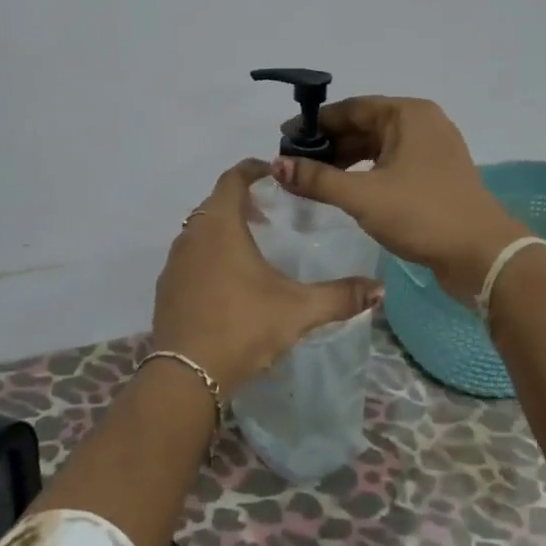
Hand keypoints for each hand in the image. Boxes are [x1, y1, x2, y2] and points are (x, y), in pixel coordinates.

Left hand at [152, 159, 382, 396]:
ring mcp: (174, 262)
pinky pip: (190, 256)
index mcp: (220, 225)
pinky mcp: (166, 288)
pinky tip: (229, 282)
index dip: (253, 169)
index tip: (274, 172)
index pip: (232, 178)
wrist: (186, 375)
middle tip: (270, 214)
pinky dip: (208, 254)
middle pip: (215, 202)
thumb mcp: (298, 310)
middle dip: (241, 200)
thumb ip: (340, 296)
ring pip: (200, 229)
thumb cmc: (242, 327)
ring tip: (252, 247)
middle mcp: (192, 235)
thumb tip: (380, 289)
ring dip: (223, 228)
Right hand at [273, 97, 528, 301]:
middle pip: (364, 125)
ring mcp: (433, 149)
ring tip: (312, 178)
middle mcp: (422, 123)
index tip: (284, 139)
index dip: (315, 123)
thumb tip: (276, 165)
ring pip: (378, 146)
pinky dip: (366, 172)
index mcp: (408, 114)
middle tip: (294, 162)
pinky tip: (344, 189)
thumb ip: (317, 179)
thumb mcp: (362, 196)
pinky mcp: (436, 175)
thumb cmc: (422, 214)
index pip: (351, 108)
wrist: (483, 256)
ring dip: (346, 160)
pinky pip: (392, 162)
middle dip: (329, 143)